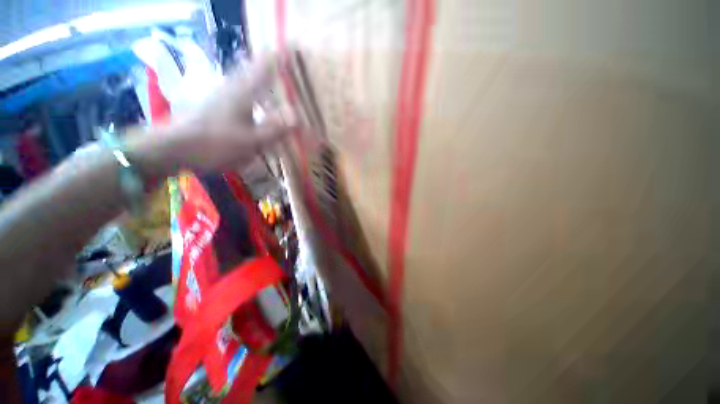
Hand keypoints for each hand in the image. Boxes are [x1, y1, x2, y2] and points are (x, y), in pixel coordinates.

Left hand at [131, 55, 294, 177]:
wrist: (174, 147)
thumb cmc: (216, 143)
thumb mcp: (251, 141)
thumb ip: (275, 129)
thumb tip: (297, 117)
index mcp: (242, 91)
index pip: (263, 68)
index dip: (276, 59)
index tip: (287, 51)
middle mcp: (230, 86)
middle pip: (251, 70)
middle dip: (266, 66)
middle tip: (280, 67)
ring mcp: (218, 92)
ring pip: (242, 80)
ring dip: (256, 78)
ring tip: (267, 84)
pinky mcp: (211, 101)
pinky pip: (234, 90)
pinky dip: (246, 91)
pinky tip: (249, 103)